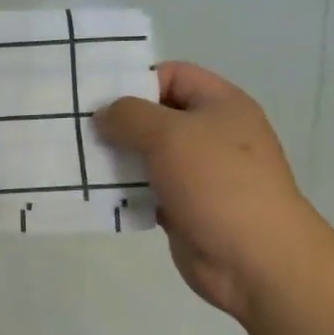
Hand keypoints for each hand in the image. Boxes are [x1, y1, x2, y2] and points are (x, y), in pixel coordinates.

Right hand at [95, 62, 333, 322]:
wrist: (255, 259)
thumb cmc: (217, 182)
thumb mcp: (169, 134)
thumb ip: (129, 116)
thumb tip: (104, 115)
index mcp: (221, 105)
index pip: (173, 74)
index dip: (137, 80)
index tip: (99, 96)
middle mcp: (212, 134)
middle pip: (157, 115)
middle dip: (119, 121)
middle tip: (79, 127)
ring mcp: (200, 173)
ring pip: (149, 154)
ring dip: (117, 157)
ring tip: (80, 159)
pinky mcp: (186, 207)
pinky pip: (148, 189)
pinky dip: (125, 190)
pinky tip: (96, 192)